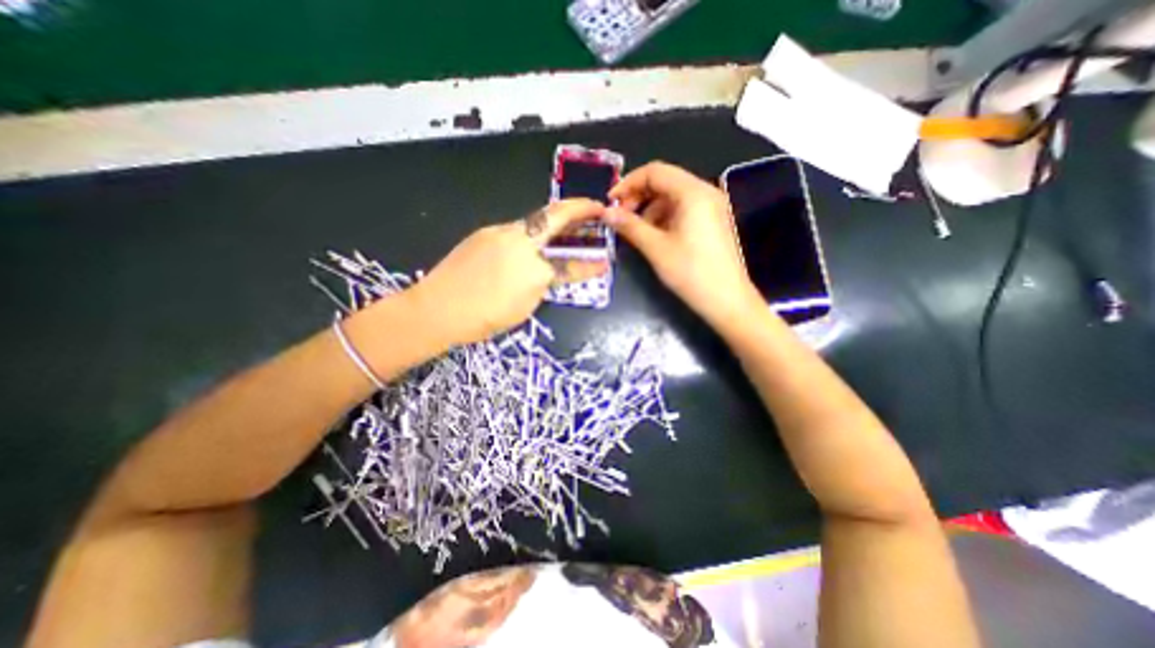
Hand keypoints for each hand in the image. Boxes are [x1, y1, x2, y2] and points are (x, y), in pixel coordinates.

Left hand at [408, 198, 605, 345]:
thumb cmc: (482, 318)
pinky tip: (526, 243)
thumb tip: (546, 273)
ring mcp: (499, 233)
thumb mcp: (522, 309)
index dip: (589, 266)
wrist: (435, 309)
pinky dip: (528, 234)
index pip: (569, 266)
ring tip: (566, 224)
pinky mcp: (483, 233)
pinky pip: (514, 230)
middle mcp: (519, 242)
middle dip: (579, 208)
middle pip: (554, 216)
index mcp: (533, 268)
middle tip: (595, 206)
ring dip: (553, 221)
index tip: (604, 262)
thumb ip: (540, 286)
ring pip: (533, 222)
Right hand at [608, 163, 763, 329]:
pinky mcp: (712, 221)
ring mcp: (711, 206)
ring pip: (672, 196)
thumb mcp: (656, 248)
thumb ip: (629, 226)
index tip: (610, 202)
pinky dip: (664, 217)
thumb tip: (606, 212)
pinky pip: (682, 209)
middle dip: (638, 196)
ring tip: (635, 230)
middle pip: (664, 181)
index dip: (628, 183)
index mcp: (693, 192)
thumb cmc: (691, 272)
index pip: (655, 171)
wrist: (727, 300)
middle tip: (620, 217)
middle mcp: (705, 192)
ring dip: (650, 208)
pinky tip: (653, 235)